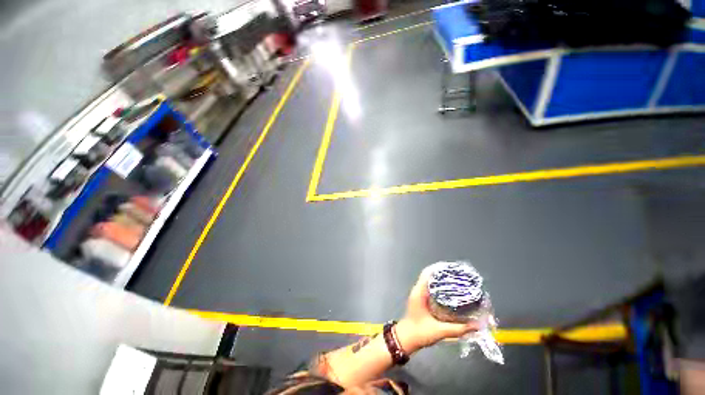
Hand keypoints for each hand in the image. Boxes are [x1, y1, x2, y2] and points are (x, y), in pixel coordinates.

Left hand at [395, 265, 480, 353]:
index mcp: (419, 292)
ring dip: (440, 281)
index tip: (451, 268)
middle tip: (458, 276)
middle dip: (442, 274)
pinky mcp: (420, 300)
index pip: (427, 274)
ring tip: (456, 282)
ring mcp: (418, 295)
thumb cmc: (419, 333)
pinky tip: (449, 293)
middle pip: (429, 276)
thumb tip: (477, 326)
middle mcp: (418, 290)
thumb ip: (458, 329)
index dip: (438, 269)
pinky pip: (429, 289)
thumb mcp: (439, 331)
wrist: (406, 339)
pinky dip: (438, 288)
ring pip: (429, 282)